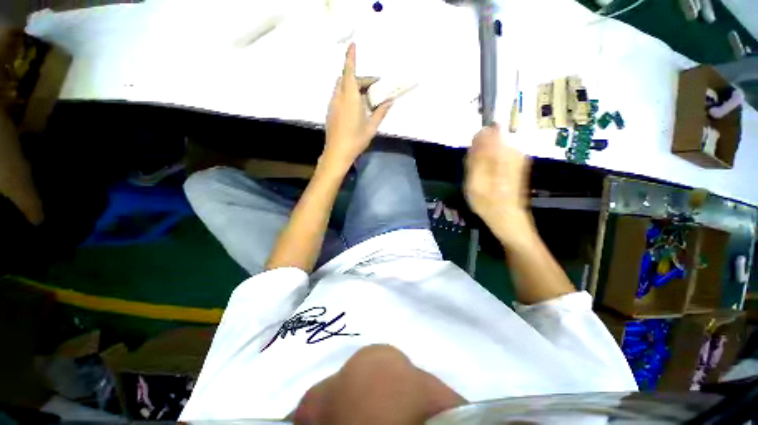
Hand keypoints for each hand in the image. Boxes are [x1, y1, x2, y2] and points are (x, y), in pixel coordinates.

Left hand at [323, 43, 391, 170]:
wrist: (337, 153)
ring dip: (353, 87)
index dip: (350, 58)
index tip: (352, 45)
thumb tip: (390, 101)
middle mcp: (339, 97)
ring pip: (342, 87)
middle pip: (347, 79)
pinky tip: (356, 108)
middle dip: (360, 78)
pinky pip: (339, 96)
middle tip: (373, 88)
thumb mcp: (371, 127)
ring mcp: (333, 104)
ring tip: (366, 99)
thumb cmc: (355, 140)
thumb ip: (381, 112)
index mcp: (350, 98)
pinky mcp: (330, 111)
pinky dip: (348, 95)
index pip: (349, 72)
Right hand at [464, 125, 532, 244]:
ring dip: (481, 164)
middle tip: (475, 176)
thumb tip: (482, 130)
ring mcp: (516, 158)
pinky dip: (488, 168)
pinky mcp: (516, 165)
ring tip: (480, 181)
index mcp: (503, 153)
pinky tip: (486, 181)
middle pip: (488, 142)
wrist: (507, 218)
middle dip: (477, 157)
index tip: (471, 163)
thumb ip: (477, 154)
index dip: (475, 146)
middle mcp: (513, 151)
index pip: (486, 133)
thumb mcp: (475, 178)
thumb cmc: (487, 201)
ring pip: (491, 151)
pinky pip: (496, 159)